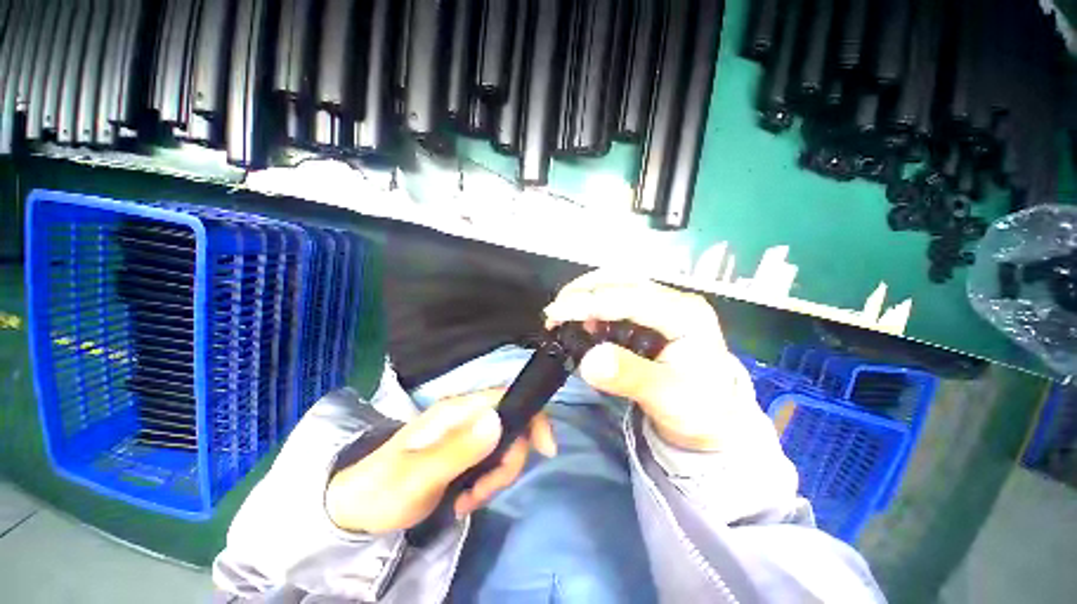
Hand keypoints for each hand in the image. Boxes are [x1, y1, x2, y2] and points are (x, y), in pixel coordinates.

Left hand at [326, 389, 555, 533]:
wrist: (356, 509)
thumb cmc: (382, 490)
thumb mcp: (417, 477)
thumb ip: (458, 450)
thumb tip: (499, 421)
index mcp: (457, 411)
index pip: (507, 398)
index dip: (532, 416)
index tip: (546, 450)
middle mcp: (466, 416)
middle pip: (511, 427)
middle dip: (507, 463)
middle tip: (482, 493)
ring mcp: (467, 434)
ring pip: (505, 447)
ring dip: (495, 478)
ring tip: (466, 502)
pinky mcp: (466, 452)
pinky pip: (493, 462)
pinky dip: (487, 483)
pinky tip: (464, 500)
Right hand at [544, 271, 756, 451]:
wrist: (716, 417)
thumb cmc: (697, 408)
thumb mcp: (666, 398)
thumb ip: (629, 377)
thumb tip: (589, 360)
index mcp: (686, 315)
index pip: (628, 298)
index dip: (587, 303)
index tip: (555, 313)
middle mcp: (675, 300)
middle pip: (622, 280)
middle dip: (583, 290)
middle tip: (555, 310)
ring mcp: (664, 303)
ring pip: (618, 283)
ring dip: (587, 293)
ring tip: (564, 313)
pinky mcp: (653, 313)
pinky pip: (618, 297)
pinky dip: (595, 303)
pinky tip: (584, 319)